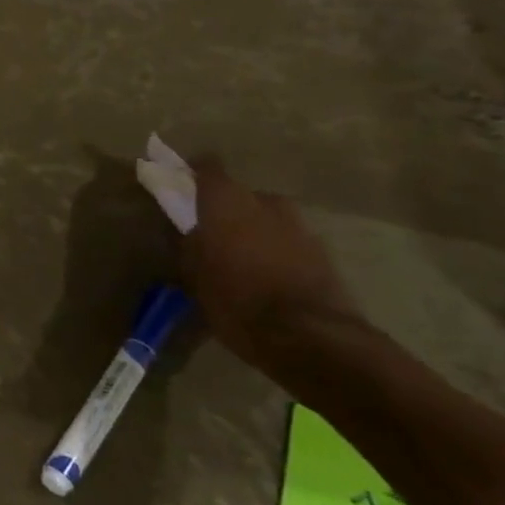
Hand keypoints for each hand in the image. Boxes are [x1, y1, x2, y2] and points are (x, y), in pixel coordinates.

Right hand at [182, 159, 359, 373]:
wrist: (310, 336)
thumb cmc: (235, 298)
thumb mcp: (193, 273)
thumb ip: (188, 242)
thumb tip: (187, 229)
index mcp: (227, 202)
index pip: (208, 168)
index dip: (194, 171)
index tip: (180, 180)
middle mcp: (265, 204)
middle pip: (242, 194)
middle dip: (227, 207)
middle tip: (211, 230)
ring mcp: (300, 228)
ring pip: (269, 218)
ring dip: (254, 229)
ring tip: (240, 256)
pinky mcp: (323, 254)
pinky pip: (289, 242)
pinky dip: (276, 250)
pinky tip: (266, 274)